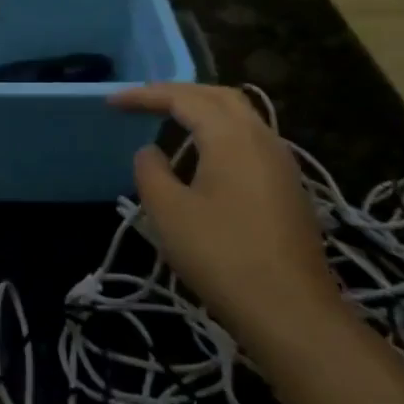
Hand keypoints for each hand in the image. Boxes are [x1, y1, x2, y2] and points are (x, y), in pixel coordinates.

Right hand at [109, 84, 342, 341]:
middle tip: (143, 101)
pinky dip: (220, 131)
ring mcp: (281, 162)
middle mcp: (262, 137)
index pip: (184, 98)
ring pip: (240, 116)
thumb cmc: (222, 257)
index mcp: (232, 136)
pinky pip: (250, 138)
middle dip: (178, 92)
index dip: (145, 95)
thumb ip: (151, 171)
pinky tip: (204, 155)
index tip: (112, 103)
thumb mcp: (169, 213)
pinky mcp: (288, 187)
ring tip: (170, 119)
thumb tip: (150, 151)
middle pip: (218, 96)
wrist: (291, 311)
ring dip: (203, 109)